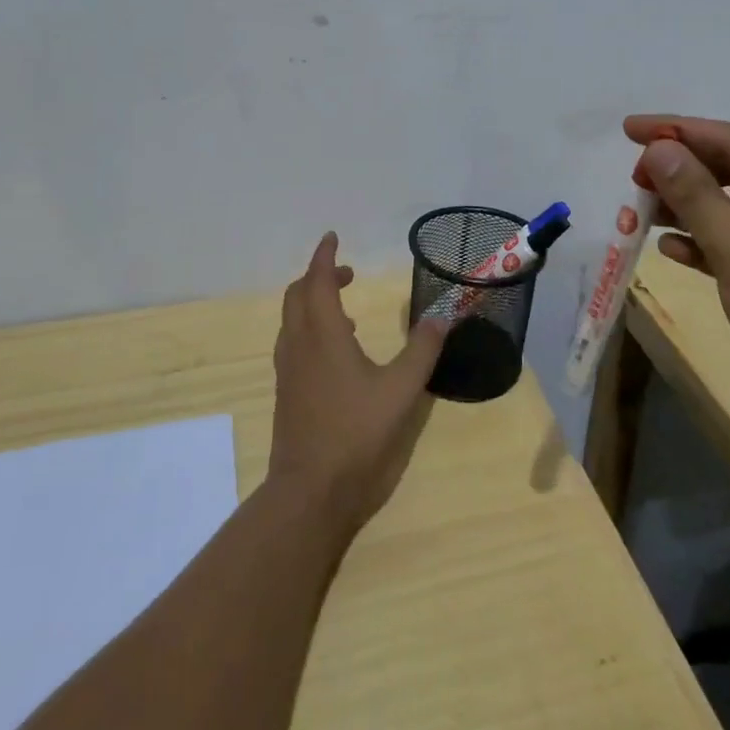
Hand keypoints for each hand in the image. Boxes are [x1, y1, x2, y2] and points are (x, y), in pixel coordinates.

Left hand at [268, 233, 449, 531]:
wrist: (309, 493)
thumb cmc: (356, 435)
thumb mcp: (401, 390)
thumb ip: (422, 349)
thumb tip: (442, 314)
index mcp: (323, 335)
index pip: (317, 281)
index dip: (324, 256)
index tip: (333, 237)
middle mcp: (299, 344)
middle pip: (297, 295)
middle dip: (319, 276)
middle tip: (347, 274)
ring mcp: (288, 370)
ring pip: (292, 320)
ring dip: (312, 303)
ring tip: (345, 310)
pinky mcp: (287, 393)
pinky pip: (294, 343)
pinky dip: (310, 329)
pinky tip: (337, 353)